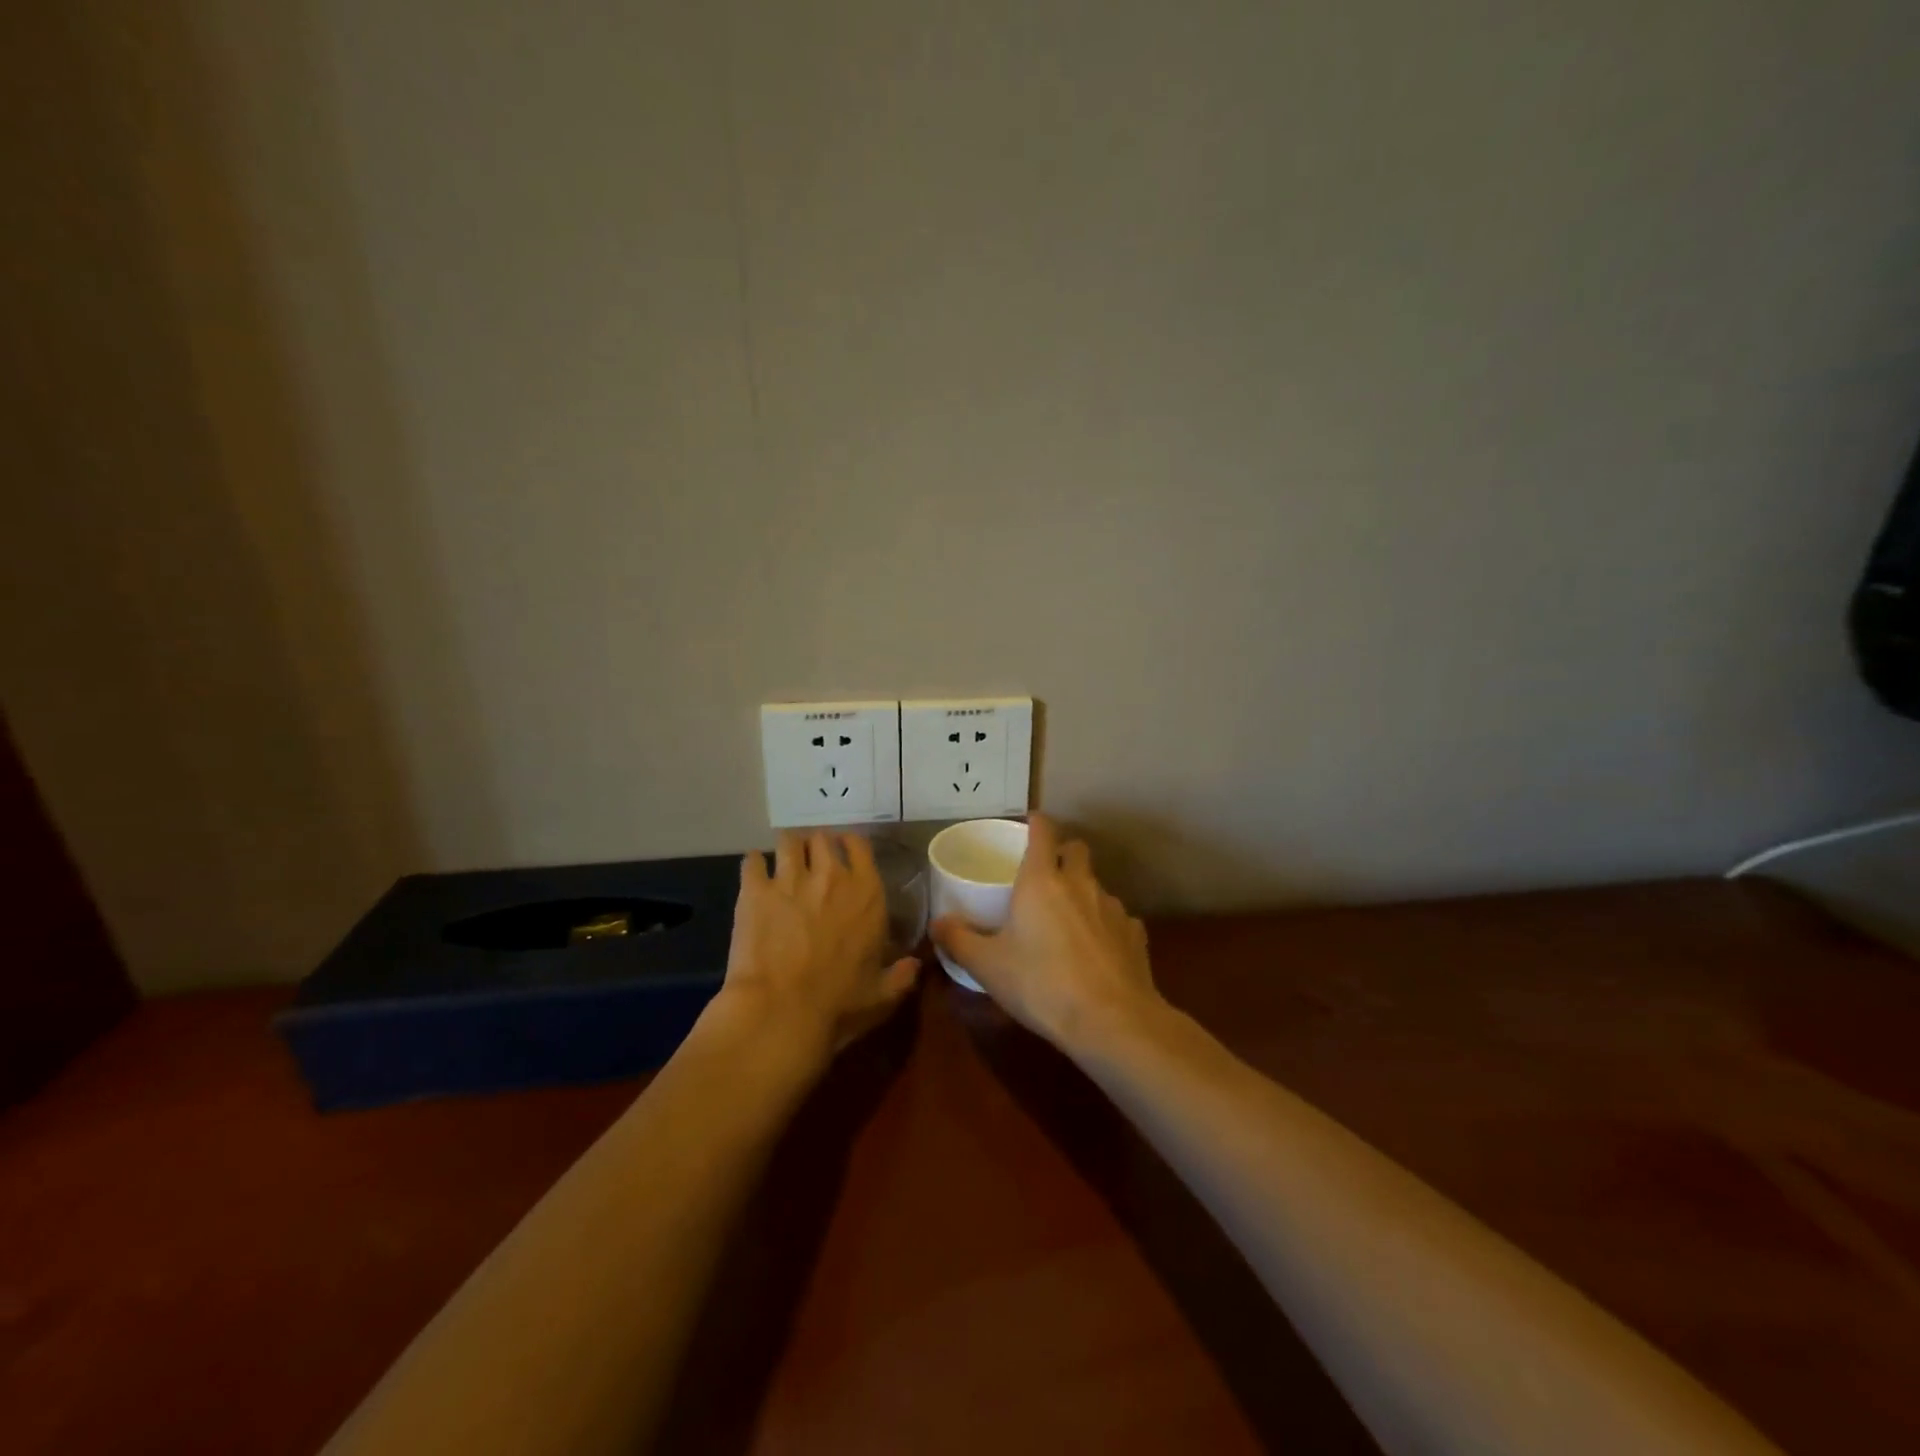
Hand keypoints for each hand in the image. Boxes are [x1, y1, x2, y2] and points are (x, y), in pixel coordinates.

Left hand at [720, 830, 920, 1059]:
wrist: (782, 1012)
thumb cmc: (838, 1004)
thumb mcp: (881, 995)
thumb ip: (901, 976)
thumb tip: (914, 964)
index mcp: (867, 893)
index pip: (860, 845)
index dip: (849, 844)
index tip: (843, 853)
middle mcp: (831, 876)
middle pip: (822, 838)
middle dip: (816, 846)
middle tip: (811, 862)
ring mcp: (790, 879)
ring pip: (788, 841)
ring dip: (788, 849)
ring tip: (783, 862)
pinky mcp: (755, 891)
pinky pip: (752, 861)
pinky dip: (754, 864)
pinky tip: (754, 874)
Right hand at [931, 814, 1159, 1052]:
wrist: (1112, 1021)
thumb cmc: (1041, 985)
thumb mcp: (988, 967)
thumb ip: (959, 941)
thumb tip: (937, 923)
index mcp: (1042, 880)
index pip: (1043, 831)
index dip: (1036, 822)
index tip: (1028, 824)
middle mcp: (1081, 883)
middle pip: (1076, 849)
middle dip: (1063, 853)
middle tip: (1045, 874)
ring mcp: (1113, 907)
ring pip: (1097, 884)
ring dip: (1083, 892)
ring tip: (1068, 920)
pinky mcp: (1136, 934)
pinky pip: (1118, 919)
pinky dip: (1105, 926)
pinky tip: (1096, 951)